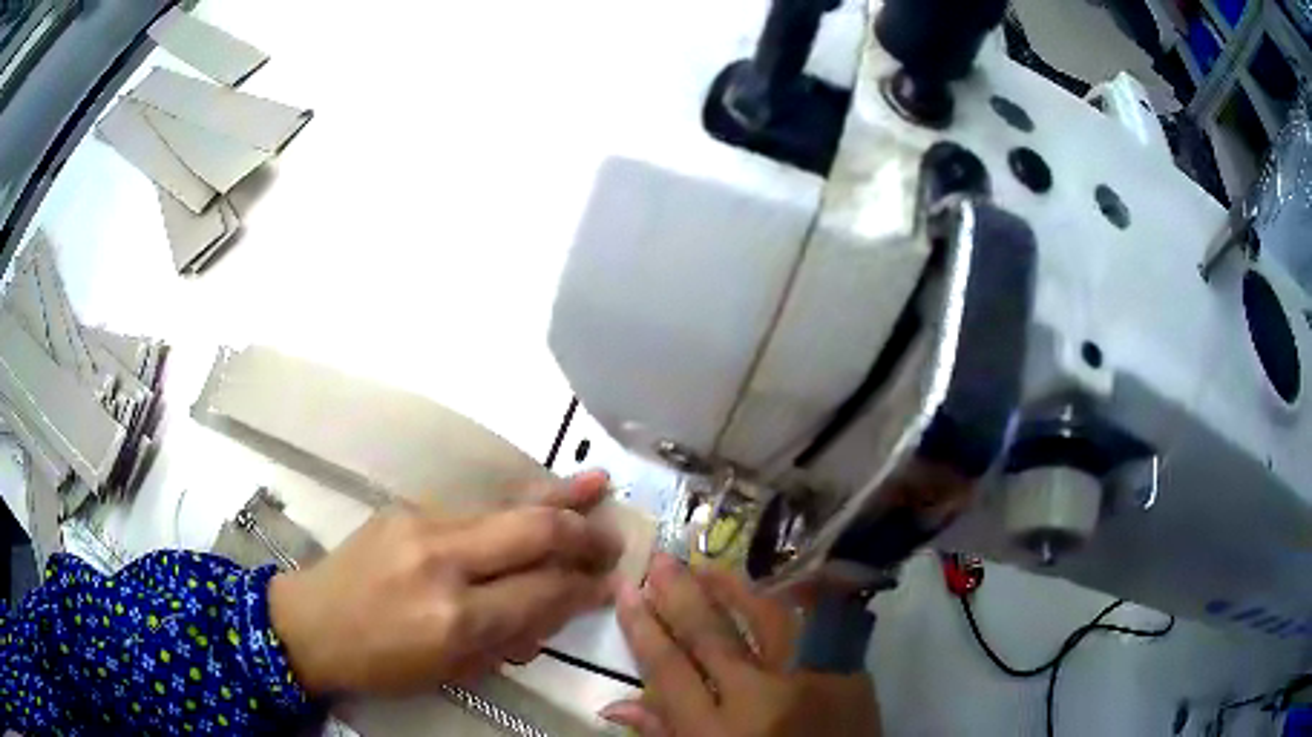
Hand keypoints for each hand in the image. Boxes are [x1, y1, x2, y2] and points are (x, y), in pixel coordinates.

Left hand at [268, 471, 622, 696]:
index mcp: (455, 618)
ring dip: (558, 499)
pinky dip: (515, 505)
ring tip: (600, 485)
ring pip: (505, 507)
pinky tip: (542, 494)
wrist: (311, 624)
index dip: (584, 587)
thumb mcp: (452, 670)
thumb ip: (509, 639)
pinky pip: (475, 509)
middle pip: (532, 532)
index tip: (610, 584)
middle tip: (612, 541)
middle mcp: (443, 562)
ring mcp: (421, 525)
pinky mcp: (407, 509)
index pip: (542, 591)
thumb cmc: (382, 663)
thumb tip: (556, 607)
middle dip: (582, 535)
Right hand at [603, 554, 881, 736]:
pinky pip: (815, 624)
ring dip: (733, 588)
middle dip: (681, 595)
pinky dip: (789, 602)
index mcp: (718, 732)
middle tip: (661, 561)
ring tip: (707, 566)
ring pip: (767, 617)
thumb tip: (615, 706)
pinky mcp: (849, 671)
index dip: (643, 627)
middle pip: (713, 635)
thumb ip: (665, 734)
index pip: (669, 668)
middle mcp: (762, 698)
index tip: (627, 590)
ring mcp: (811, 678)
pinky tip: (771, 585)